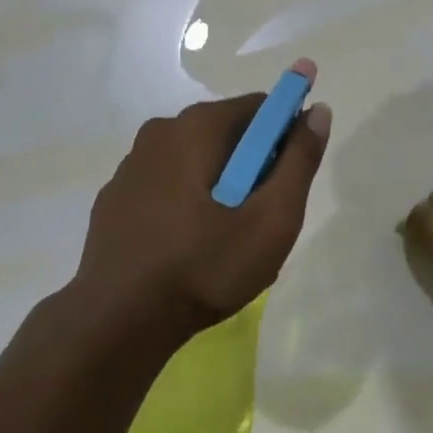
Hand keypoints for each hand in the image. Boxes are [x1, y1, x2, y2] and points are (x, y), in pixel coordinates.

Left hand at [72, 59, 331, 344]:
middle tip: (258, 219)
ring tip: (224, 240)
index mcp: (197, 126)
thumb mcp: (271, 219)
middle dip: (252, 165)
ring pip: (195, 159)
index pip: (260, 107)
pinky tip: (186, 246)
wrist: (116, 325)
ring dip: (218, 184)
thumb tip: (318, 111)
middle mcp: (161, 131)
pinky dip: (185, 201)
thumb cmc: (203, 267)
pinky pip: (166, 183)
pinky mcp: (115, 197)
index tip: (286, 182)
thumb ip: (300, 161)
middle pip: (228, 132)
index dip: (284, 138)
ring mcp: (132, 164)